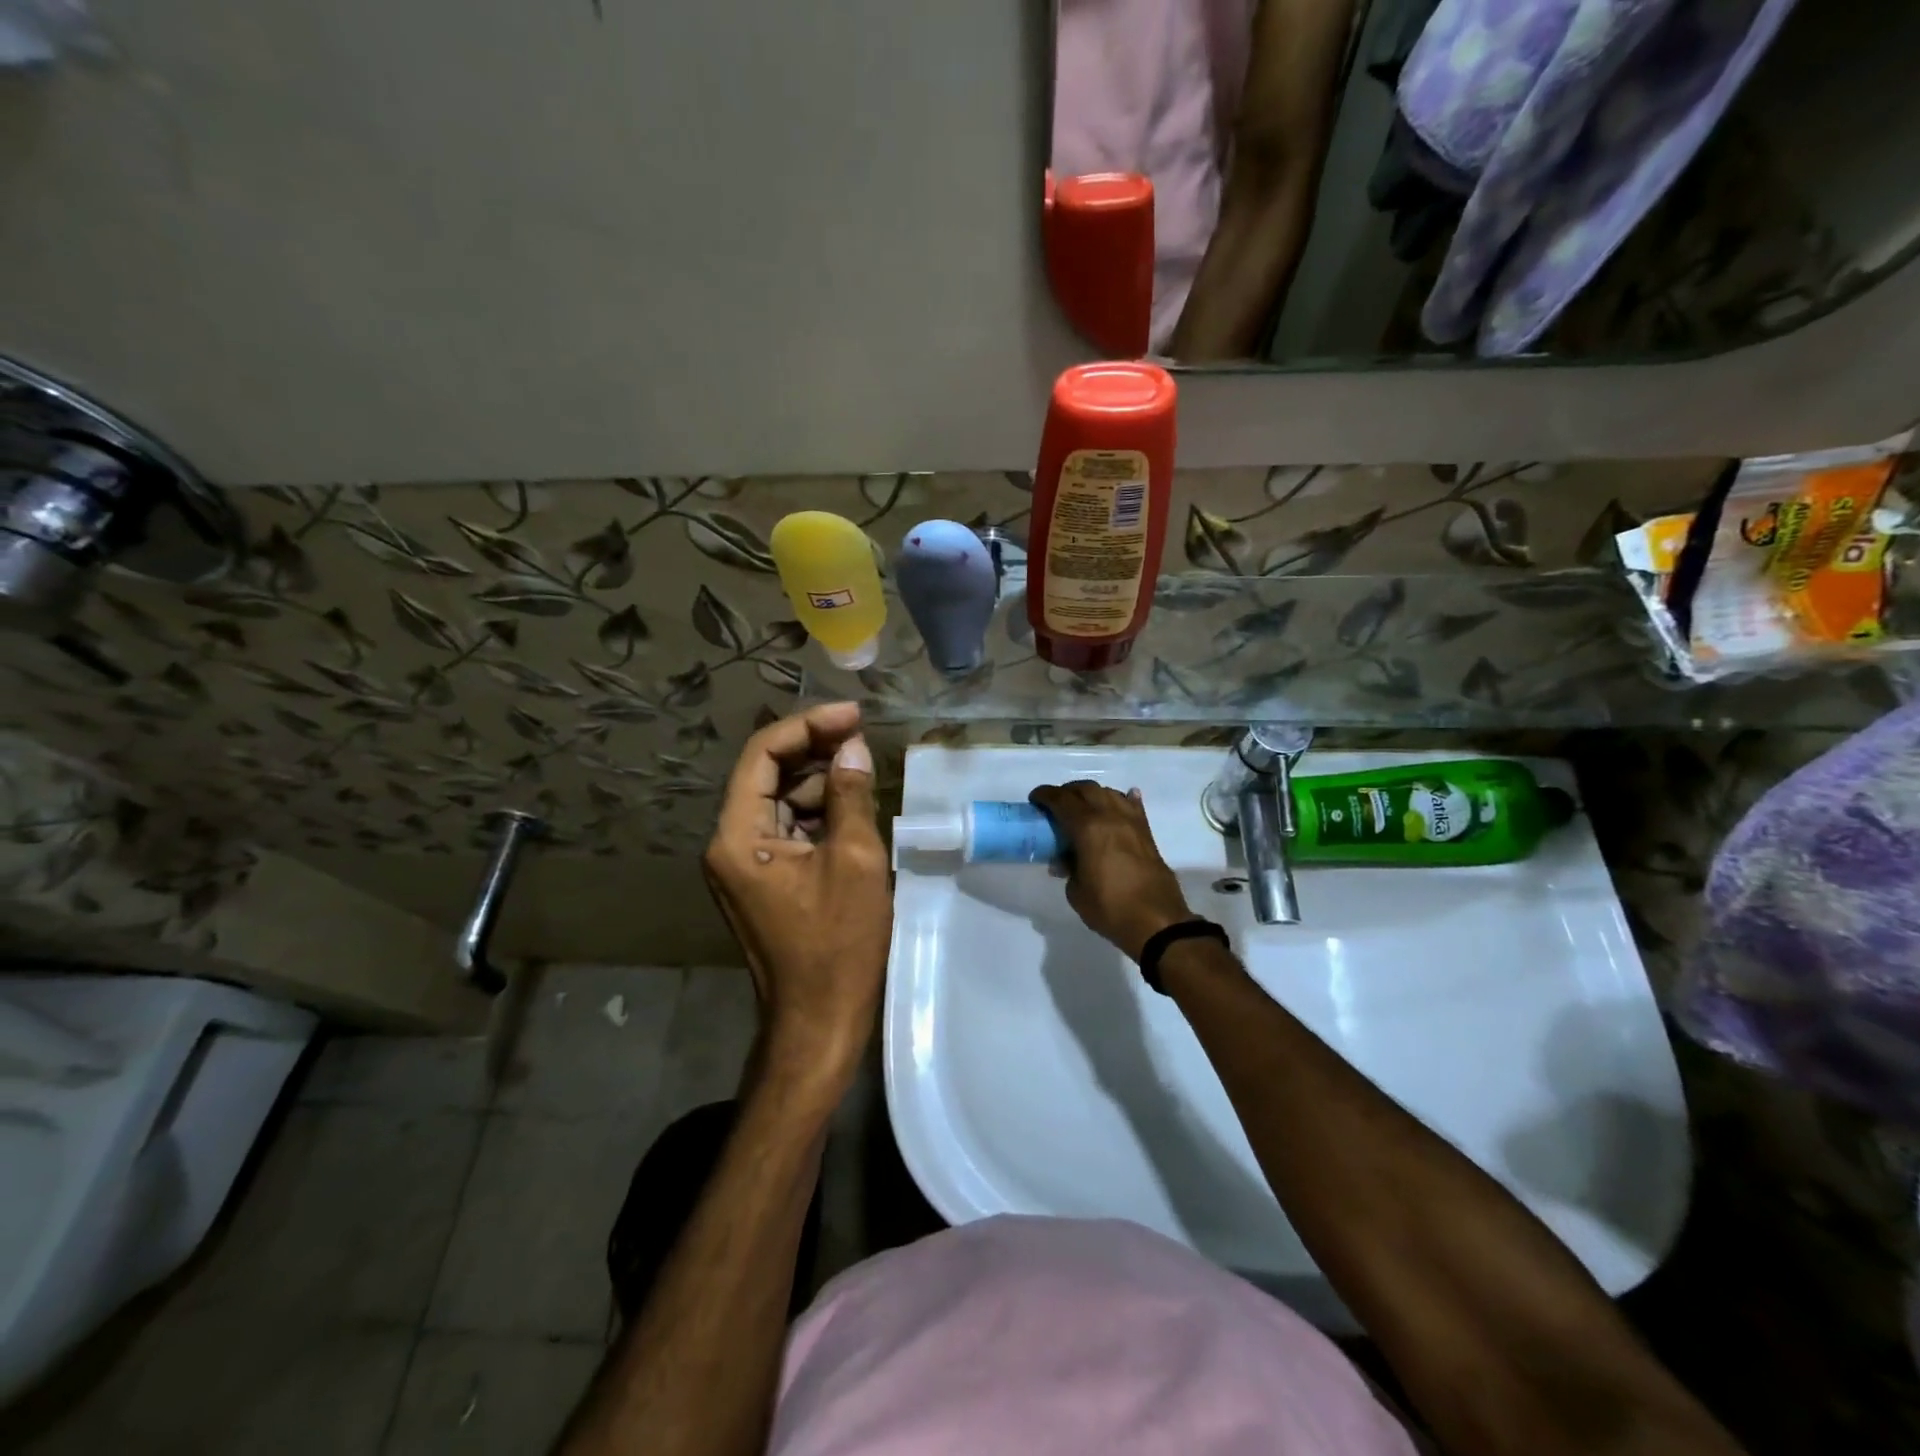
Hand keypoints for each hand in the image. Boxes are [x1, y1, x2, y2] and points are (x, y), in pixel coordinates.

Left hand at [703, 703, 891, 1087]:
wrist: (819, 1024)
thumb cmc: (837, 945)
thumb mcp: (854, 861)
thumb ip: (851, 795)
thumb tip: (854, 748)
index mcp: (738, 836)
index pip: (762, 755)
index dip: (808, 726)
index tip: (853, 715)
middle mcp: (731, 844)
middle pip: (769, 776)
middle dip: (817, 753)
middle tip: (864, 740)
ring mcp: (747, 865)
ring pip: (782, 802)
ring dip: (822, 784)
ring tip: (866, 775)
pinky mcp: (766, 881)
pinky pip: (791, 831)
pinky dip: (821, 815)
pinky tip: (854, 810)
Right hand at [1028, 781, 1193, 961]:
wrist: (1157, 922)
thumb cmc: (1110, 908)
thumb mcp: (1077, 892)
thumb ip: (1069, 868)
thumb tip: (1066, 860)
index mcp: (1088, 828)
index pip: (1062, 800)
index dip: (1045, 795)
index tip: (1035, 799)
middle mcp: (1110, 816)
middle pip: (1086, 789)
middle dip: (1068, 791)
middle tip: (1056, 804)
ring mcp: (1132, 822)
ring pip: (1109, 793)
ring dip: (1092, 795)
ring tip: (1083, 807)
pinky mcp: (1147, 833)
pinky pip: (1133, 807)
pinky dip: (1123, 800)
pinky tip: (1121, 801)